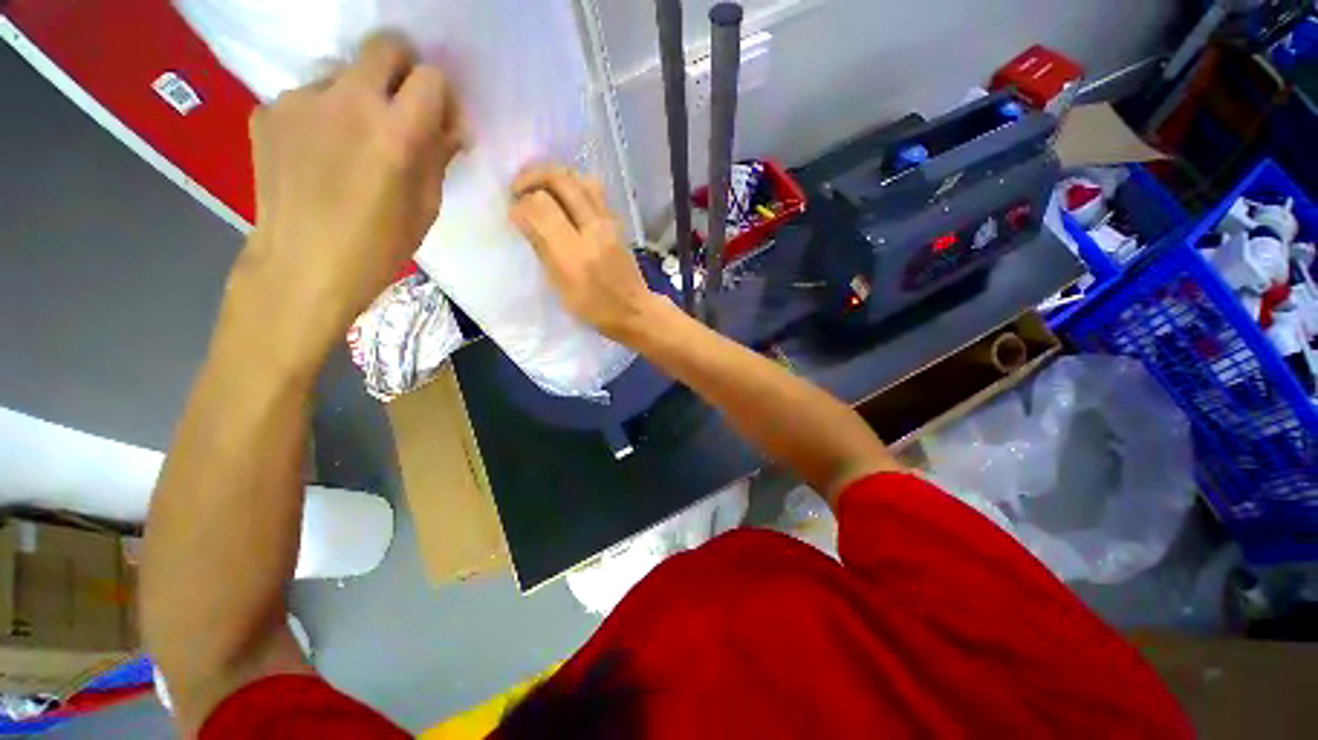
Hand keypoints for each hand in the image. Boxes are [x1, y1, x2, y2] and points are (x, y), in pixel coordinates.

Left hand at [225, 32, 466, 368]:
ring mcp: (301, 99)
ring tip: (352, 142)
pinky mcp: (268, 110)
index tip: (440, 124)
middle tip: (401, 109)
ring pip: (343, 73)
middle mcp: (348, 100)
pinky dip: (322, 118)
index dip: (441, 97)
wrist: (303, 265)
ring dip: (358, 98)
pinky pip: (308, 99)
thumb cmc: (379, 245)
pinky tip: (318, 155)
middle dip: (403, 71)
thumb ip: (438, 156)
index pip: (431, 78)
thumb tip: (448, 128)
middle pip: (385, 46)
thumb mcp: (426, 206)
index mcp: (396, 132)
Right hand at [510, 166, 658, 342]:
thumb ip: (543, 250)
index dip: (520, 204)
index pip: (541, 207)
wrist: (635, 310)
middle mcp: (594, 230)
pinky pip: (593, 190)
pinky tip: (562, 198)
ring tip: (538, 189)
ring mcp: (609, 222)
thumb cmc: (595, 309)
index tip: (512, 213)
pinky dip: (572, 185)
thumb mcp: (561, 288)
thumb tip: (523, 218)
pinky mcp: (617, 222)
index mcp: (575, 253)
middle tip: (517, 189)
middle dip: (531, 177)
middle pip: (560, 180)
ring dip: (553, 176)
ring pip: (579, 178)